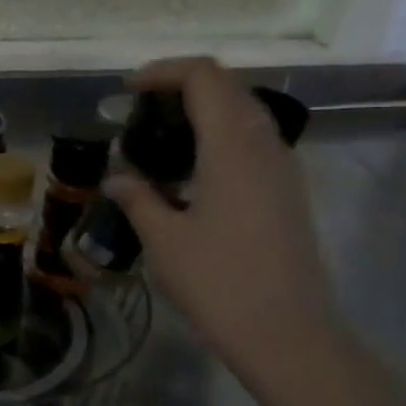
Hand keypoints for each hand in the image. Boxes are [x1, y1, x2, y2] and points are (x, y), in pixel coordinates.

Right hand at [104, 58, 342, 382]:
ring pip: (245, 114)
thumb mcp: (163, 239)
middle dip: (182, 87)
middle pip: (228, 88)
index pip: (204, 77)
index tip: (128, 90)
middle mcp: (265, 145)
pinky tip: (191, 173)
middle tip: (141, 111)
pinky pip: (254, 143)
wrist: (286, 334)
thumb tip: (116, 177)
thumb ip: (137, 197)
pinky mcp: (289, 193)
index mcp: (232, 146)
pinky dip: (220, 138)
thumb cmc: (218, 282)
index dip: (164, 71)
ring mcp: (283, 169)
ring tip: (161, 140)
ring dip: (204, 112)